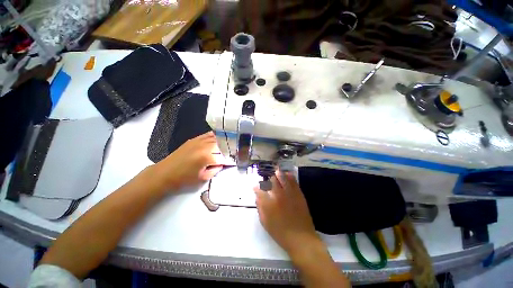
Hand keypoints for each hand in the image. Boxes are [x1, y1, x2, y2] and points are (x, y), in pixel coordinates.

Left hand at [154, 132, 228, 190]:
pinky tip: (219, 139)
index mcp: (207, 156)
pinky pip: (208, 135)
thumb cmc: (183, 179)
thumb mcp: (203, 178)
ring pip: (216, 137)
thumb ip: (216, 169)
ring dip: (224, 141)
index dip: (231, 159)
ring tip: (230, 144)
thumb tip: (223, 163)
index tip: (236, 161)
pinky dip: (215, 136)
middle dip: (230, 148)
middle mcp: (204, 146)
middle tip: (235, 152)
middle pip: (222, 144)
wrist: (163, 174)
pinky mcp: (193, 139)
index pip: (225, 156)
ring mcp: (198, 140)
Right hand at [254, 171, 320, 255]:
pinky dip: (289, 175)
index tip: (256, 187)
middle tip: (267, 180)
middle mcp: (278, 195)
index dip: (256, 187)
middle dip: (267, 179)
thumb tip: (257, 196)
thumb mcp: (265, 222)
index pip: (259, 189)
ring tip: (276, 172)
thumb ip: (260, 207)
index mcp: (268, 203)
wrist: (301, 238)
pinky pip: (293, 180)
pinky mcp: (298, 193)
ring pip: (282, 177)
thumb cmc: (280, 232)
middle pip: (271, 180)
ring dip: (278, 174)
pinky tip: (287, 174)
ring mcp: (289, 193)